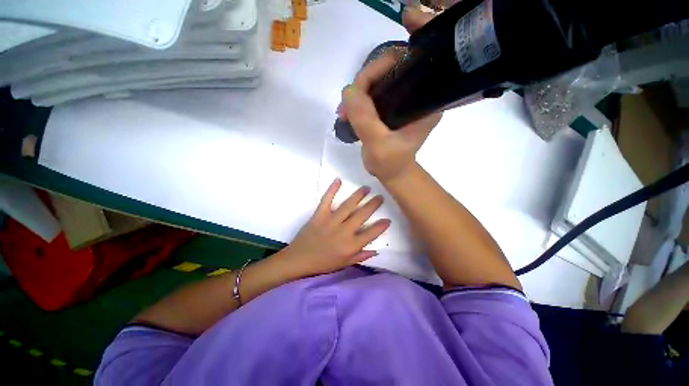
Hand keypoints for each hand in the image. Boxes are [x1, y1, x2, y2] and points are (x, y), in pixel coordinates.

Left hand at [285, 178, 389, 276]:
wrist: (299, 259)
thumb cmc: (323, 263)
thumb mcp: (344, 264)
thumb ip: (360, 256)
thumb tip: (376, 250)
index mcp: (350, 246)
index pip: (371, 234)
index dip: (381, 226)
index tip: (388, 219)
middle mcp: (343, 231)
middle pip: (362, 215)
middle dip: (373, 205)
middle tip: (380, 197)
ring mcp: (331, 221)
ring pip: (348, 205)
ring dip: (359, 195)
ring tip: (367, 188)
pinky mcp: (319, 215)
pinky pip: (326, 200)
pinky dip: (332, 189)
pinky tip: (339, 180)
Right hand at [339, 7, 440, 182]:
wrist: (390, 173)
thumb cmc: (391, 163)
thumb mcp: (378, 145)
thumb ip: (365, 119)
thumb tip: (349, 90)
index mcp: (426, 101)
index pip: (417, 63)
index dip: (406, 47)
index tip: (402, 24)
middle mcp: (417, 95)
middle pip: (393, 65)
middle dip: (368, 77)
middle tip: (349, 99)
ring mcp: (401, 99)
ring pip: (378, 78)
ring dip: (358, 90)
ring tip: (344, 111)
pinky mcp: (388, 105)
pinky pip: (371, 91)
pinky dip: (357, 98)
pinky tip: (347, 111)